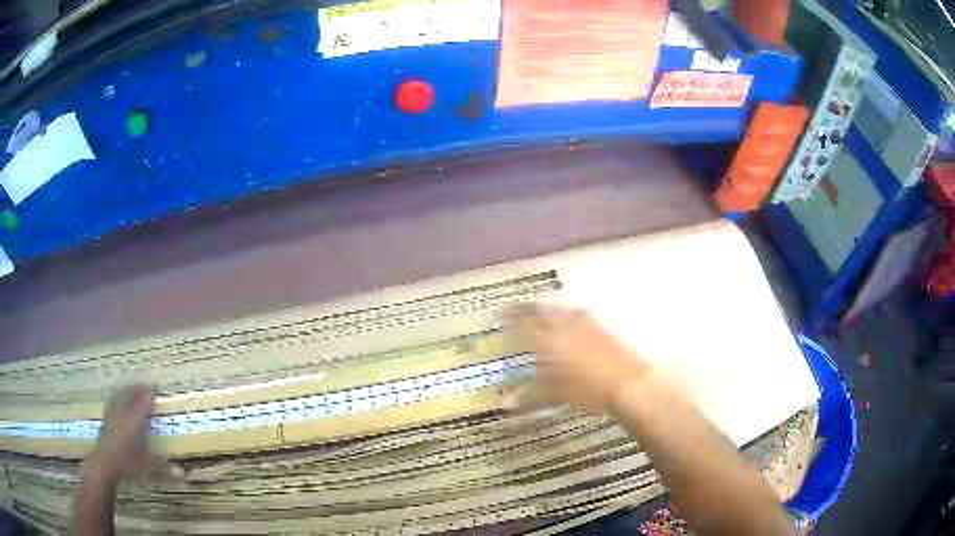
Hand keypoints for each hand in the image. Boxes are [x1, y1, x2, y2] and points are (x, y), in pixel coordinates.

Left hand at [81, 385, 175, 486]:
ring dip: (127, 390)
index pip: (143, 402)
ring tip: (132, 388)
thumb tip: (183, 473)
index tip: (156, 389)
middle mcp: (123, 412)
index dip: (149, 395)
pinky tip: (118, 400)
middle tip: (146, 386)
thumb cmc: (128, 463)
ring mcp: (112, 413)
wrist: (105, 462)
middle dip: (138, 388)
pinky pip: (113, 401)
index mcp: (135, 420)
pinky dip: (118, 397)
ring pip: (120, 395)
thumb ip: (163, 466)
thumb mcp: (148, 466)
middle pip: (130, 394)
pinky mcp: (106, 417)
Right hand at [504, 304, 648, 413]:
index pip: (524, 324)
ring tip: (540, 312)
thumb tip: (505, 403)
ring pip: (561, 310)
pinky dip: (567, 315)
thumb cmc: (586, 390)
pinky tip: (570, 321)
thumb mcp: (554, 394)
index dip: (511, 318)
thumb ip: (529, 395)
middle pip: (541, 311)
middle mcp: (565, 326)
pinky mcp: (601, 327)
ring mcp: (585, 324)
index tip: (500, 314)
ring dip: (548, 309)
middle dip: (526, 308)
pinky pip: (578, 314)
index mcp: (549, 340)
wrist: (626, 382)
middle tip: (515, 308)